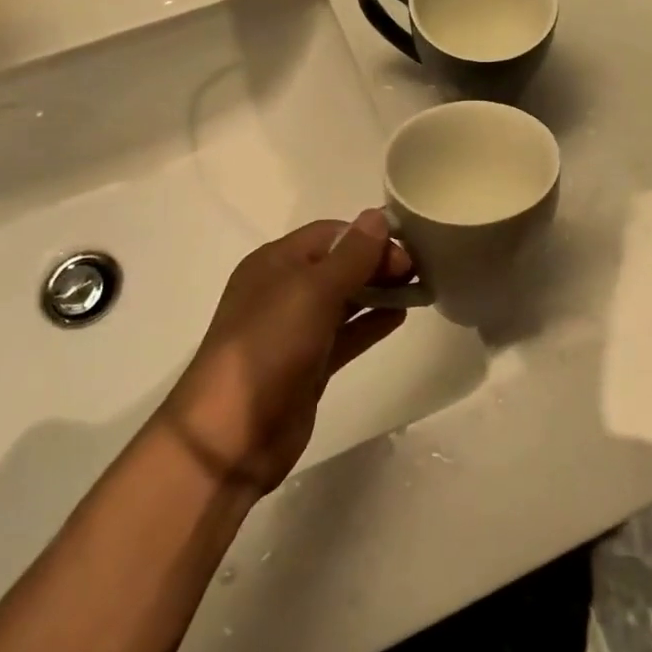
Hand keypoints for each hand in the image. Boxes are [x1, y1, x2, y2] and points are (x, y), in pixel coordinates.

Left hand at [157, 211, 409, 492]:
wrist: (231, 436)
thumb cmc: (268, 348)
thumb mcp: (311, 292)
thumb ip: (350, 256)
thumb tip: (378, 216)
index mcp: (274, 263)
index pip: (330, 234)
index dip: (368, 236)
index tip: (406, 247)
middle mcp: (284, 290)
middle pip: (339, 264)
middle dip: (377, 262)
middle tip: (416, 271)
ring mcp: (296, 330)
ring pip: (345, 299)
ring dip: (379, 290)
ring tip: (419, 288)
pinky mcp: (309, 365)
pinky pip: (346, 334)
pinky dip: (371, 322)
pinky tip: (401, 316)